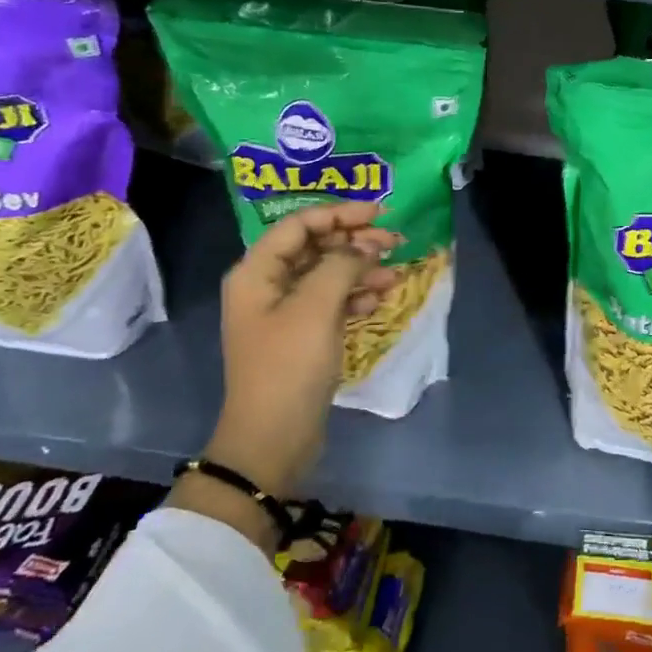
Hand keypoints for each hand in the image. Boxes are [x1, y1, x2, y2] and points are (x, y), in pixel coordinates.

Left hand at [207, 201, 401, 496]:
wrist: (273, 439)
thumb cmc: (289, 367)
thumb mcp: (316, 308)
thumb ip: (342, 265)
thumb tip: (365, 246)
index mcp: (257, 272)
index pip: (300, 225)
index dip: (340, 214)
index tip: (380, 212)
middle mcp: (268, 286)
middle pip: (315, 248)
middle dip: (355, 242)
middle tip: (395, 242)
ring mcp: (285, 313)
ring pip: (328, 275)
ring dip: (361, 270)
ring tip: (394, 274)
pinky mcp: (302, 336)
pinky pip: (332, 302)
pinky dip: (355, 296)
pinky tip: (379, 299)